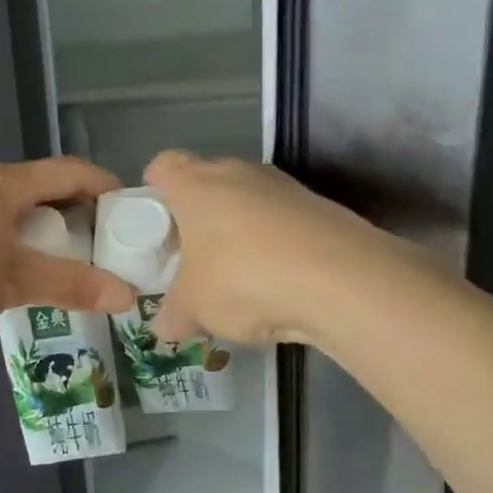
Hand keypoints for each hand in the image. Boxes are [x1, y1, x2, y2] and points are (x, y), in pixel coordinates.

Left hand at [0, 158, 137, 340]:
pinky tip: (21, 271)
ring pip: (18, 208)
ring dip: (48, 229)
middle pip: (46, 188)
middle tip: (107, 249)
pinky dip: (20, 239)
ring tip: (70, 264)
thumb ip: (71, 285)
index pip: (71, 171)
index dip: (106, 187)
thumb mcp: (12, 283)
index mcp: (4, 183)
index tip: (133, 216)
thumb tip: (128, 296)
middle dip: (80, 214)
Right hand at [144, 151, 397, 348]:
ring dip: (239, 232)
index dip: (153, 193)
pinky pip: (283, 222)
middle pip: (207, 183)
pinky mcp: (319, 206)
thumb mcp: (194, 308)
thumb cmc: (243, 279)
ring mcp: (283, 186)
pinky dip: (275, 245)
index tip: (154, 228)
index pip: (162, 166)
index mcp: (195, 183)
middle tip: (193, 261)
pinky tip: (279, 284)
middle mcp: (238, 172)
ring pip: (248, 202)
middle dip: (198, 219)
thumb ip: (173, 315)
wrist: (340, 279)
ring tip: (239, 280)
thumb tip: (164, 326)